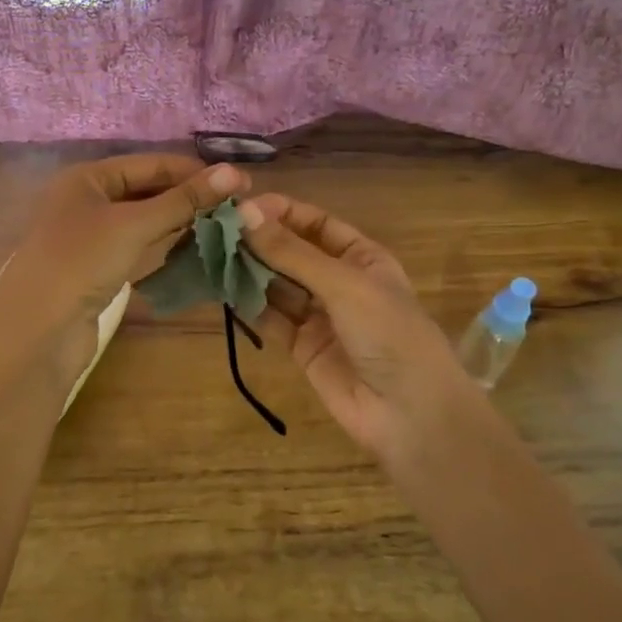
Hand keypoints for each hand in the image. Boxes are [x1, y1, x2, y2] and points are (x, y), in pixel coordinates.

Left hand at [0, 154, 248, 384]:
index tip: (239, 183)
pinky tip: (193, 247)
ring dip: (180, 221)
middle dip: (189, 197)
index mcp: (87, 178)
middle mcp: (87, 200)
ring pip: (144, 219)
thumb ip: (183, 200)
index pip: (150, 164)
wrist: (37, 331)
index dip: (194, 172)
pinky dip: (164, 244)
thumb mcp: (134, 225)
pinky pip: (138, 246)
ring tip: (224, 225)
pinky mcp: (97, 267)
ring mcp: (91, 236)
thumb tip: (235, 173)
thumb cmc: (81, 262)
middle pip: (147, 190)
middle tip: (237, 207)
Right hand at [240, 192, 495, 468]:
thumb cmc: (388, 333)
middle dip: (260, 241)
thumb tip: (246, 214)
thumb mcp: (344, 284)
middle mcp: (339, 282)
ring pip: (278, 285)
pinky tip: (223, 290)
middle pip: (293, 253)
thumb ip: (293, 253)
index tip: (242, 208)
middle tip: (216, 231)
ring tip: (212, 256)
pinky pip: (271, 319)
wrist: (409, 413)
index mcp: (362, 258)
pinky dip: (249, 305)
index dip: (282, 213)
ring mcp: (320, 316)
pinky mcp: (301, 347)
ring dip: (250, 271)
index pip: (316, 224)